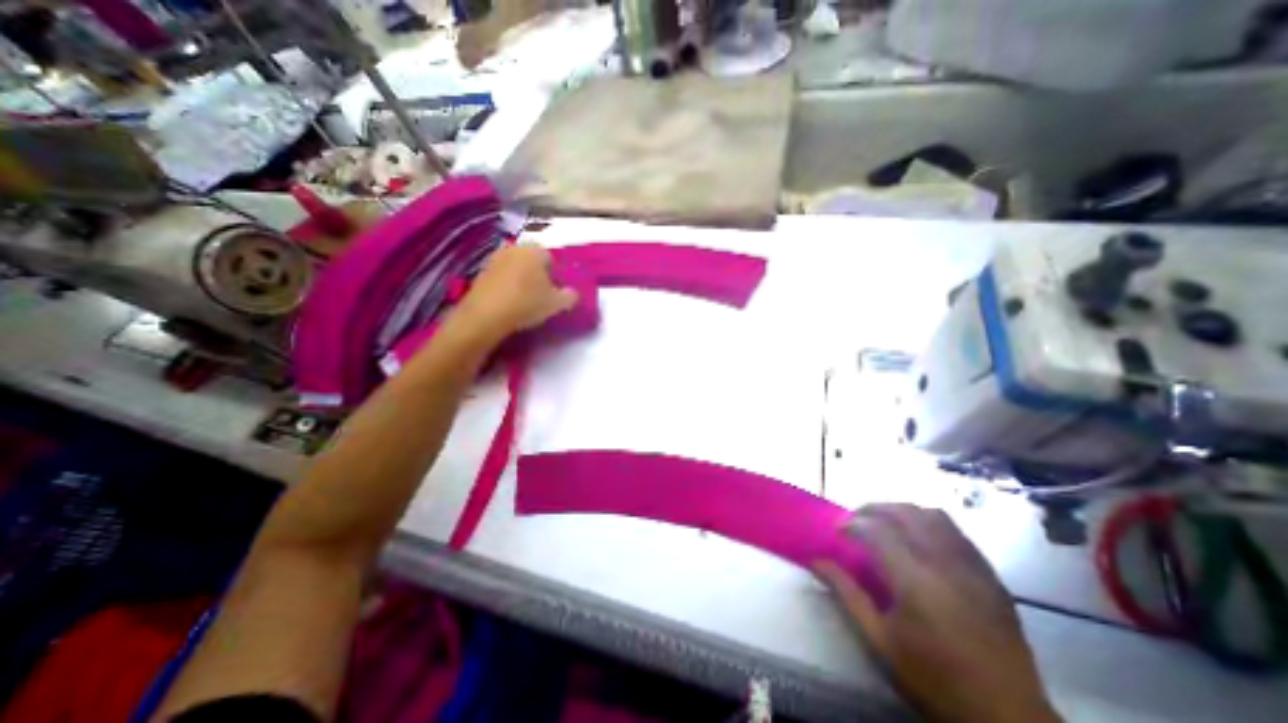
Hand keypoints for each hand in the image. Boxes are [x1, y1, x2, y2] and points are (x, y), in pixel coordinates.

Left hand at [451, 242, 571, 338]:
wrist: (486, 315)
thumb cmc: (527, 303)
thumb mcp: (557, 304)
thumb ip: (570, 296)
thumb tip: (572, 293)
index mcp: (535, 251)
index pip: (551, 259)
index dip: (555, 277)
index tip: (554, 293)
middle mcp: (514, 248)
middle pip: (532, 261)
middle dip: (538, 276)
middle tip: (541, 296)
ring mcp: (495, 259)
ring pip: (516, 268)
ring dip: (521, 280)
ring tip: (524, 301)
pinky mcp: (480, 272)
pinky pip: (501, 277)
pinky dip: (506, 286)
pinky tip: (508, 303)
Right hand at [820, 507, 1062, 722]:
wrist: (1010, 719)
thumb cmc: (935, 680)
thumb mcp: (880, 640)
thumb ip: (846, 593)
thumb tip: (815, 561)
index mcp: (915, 581)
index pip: (877, 530)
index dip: (852, 523)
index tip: (837, 530)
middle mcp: (945, 564)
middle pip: (905, 513)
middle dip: (874, 509)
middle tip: (856, 520)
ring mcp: (973, 567)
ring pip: (933, 516)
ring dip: (903, 511)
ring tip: (885, 523)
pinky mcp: (990, 575)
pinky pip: (956, 532)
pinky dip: (930, 524)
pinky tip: (919, 540)